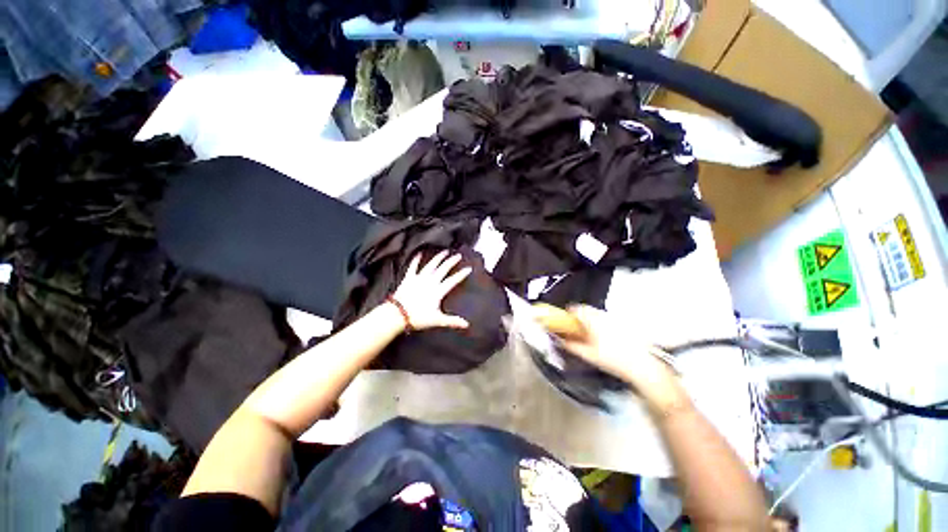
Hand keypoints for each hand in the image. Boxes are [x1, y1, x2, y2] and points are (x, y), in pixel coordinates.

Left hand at [390, 251, 471, 330]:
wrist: (397, 314)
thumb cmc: (418, 318)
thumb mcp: (437, 320)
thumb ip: (452, 321)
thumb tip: (466, 324)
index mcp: (438, 291)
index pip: (453, 280)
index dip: (461, 274)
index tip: (469, 268)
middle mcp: (430, 282)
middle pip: (443, 269)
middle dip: (451, 261)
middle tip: (458, 255)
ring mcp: (419, 278)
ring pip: (431, 265)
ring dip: (438, 258)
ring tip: (444, 252)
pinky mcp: (409, 278)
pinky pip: (413, 267)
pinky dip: (416, 260)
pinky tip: (419, 254)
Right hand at [551, 305, 682, 404]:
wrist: (642, 365)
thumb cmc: (612, 359)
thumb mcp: (587, 354)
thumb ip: (571, 346)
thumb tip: (561, 341)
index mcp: (592, 319)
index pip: (576, 309)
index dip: (568, 314)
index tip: (565, 321)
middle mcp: (603, 315)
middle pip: (587, 310)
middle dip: (580, 317)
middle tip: (576, 329)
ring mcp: (615, 319)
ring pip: (598, 314)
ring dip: (591, 320)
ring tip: (590, 335)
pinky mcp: (625, 324)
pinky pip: (608, 319)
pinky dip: (603, 325)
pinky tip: (605, 338)